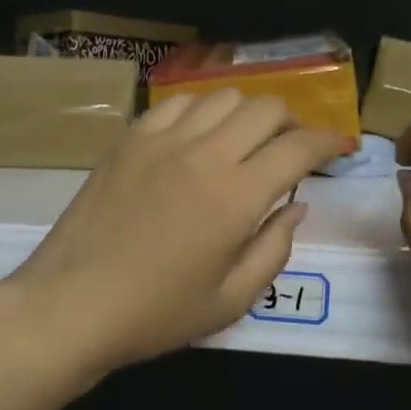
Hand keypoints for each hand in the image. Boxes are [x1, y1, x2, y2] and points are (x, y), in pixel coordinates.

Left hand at [4, 90, 345, 378]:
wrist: (72, 303)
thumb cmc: (156, 313)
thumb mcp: (231, 299)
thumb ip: (274, 249)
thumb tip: (297, 207)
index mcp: (236, 196)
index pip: (298, 147)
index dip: (328, 142)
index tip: (337, 148)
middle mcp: (205, 154)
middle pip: (266, 107)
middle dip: (291, 122)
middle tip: (290, 149)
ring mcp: (162, 140)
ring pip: (223, 96)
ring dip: (247, 113)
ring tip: (244, 140)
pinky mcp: (130, 138)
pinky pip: (177, 103)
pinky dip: (202, 112)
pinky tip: (197, 137)